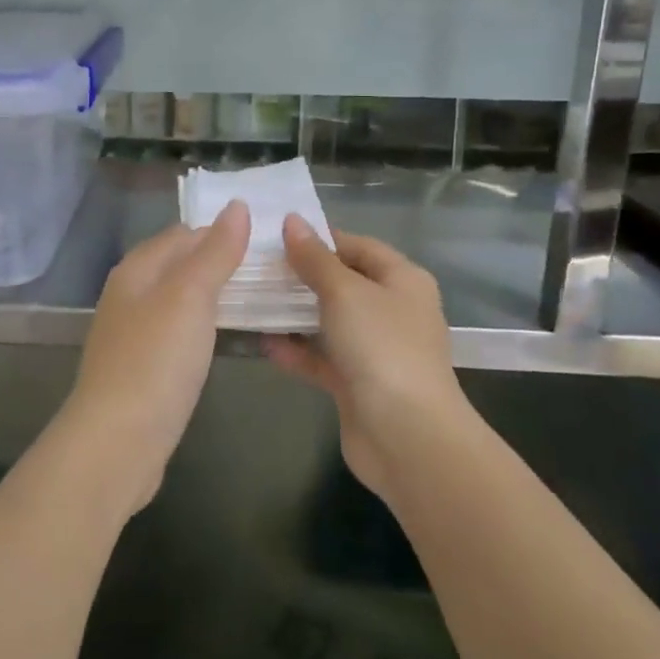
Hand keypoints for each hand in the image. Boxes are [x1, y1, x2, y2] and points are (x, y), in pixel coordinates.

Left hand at [59, 201, 249, 514]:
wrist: (117, 441)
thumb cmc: (155, 360)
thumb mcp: (190, 296)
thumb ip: (215, 252)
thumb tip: (237, 206)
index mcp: (137, 269)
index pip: (183, 234)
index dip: (222, 231)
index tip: (267, 240)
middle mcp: (130, 294)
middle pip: (179, 265)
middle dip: (219, 262)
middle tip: (272, 269)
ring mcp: (133, 334)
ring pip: (179, 300)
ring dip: (213, 296)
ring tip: (258, 298)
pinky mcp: (142, 368)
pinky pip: (177, 333)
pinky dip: (202, 327)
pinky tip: (223, 337)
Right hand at [265, 218, 463, 504]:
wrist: (407, 436)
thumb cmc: (381, 347)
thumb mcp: (344, 292)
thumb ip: (315, 258)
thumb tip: (292, 221)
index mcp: (402, 280)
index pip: (357, 246)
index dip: (319, 238)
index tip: (275, 236)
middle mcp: (393, 310)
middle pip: (342, 283)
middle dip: (301, 276)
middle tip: (256, 268)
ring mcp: (376, 349)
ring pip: (329, 322)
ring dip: (294, 315)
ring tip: (252, 301)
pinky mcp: (358, 384)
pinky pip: (322, 358)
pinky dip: (297, 351)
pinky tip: (264, 344)